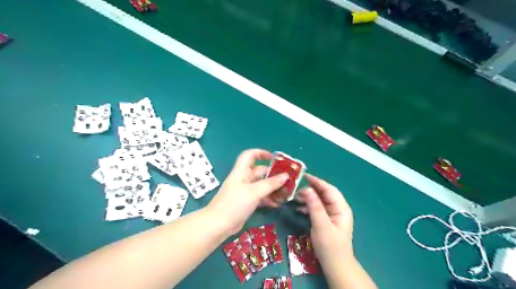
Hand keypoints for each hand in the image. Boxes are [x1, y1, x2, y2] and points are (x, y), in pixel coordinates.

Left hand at [208, 150, 289, 235]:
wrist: (218, 225)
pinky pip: (261, 197)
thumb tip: (286, 176)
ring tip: (286, 193)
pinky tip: (277, 203)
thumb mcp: (254, 192)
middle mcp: (244, 179)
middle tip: (288, 179)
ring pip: (262, 185)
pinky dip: (269, 198)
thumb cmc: (234, 204)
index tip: (274, 158)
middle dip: (273, 174)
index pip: (249, 155)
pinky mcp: (247, 202)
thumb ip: (270, 184)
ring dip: (273, 188)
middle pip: (260, 172)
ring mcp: (245, 191)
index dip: (261, 153)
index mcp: (241, 171)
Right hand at [294, 174, 354, 271]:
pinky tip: (298, 208)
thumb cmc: (330, 246)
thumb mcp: (321, 225)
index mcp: (341, 208)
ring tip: (295, 198)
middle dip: (311, 190)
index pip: (329, 189)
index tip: (304, 176)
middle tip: (296, 189)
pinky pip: (317, 208)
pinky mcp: (327, 220)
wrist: (335, 266)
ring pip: (320, 200)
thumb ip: (314, 206)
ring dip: (308, 198)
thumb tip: (307, 189)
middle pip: (324, 194)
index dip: (317, 181)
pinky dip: (308, 207)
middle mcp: (338, 208)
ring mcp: (332, 214)